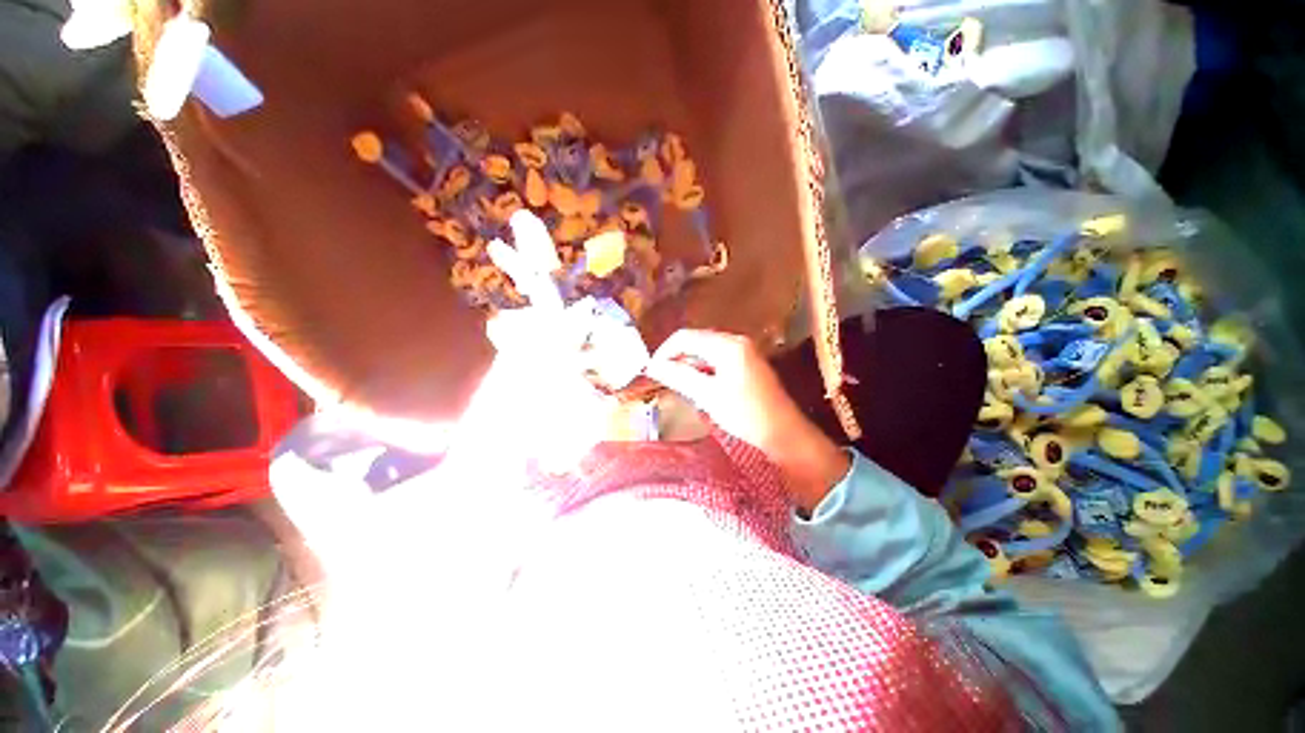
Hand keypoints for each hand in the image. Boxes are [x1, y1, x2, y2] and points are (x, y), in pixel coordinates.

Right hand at [646, 329, 849, 511]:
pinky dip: (703, 368)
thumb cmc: (745, 415)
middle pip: (695, 341)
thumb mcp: (708, 396)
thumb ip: (679, 376)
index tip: (651, 371)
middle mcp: (736, 340)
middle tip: (662, 378)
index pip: (685, 337)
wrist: (784, 433)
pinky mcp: (747, 362)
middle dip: (676, 357)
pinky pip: (717, 358)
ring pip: (705, 350)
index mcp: (727, 345)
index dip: (664, 352)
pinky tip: (697, 385)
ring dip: (688, 364)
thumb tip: (653, 366)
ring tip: (677, 383)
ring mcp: (743, 350)